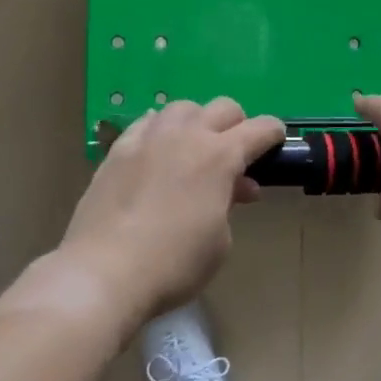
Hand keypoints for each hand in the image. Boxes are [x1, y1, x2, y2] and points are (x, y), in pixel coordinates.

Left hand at [58, 98, 284, 326]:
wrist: (104, 272)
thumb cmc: (174, 263)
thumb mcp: (220, 241)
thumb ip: (229, 204)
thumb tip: (230, 189)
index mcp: (219, 156)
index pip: (259, 129)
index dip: (273, 134)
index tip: (276, 143)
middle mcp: (186, 135)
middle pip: (223, 108)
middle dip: (237, 125)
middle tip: (235, 154)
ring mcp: (148, 138)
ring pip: (182, 109)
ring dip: (197, 123)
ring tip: (193, 151)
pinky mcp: (118, 150)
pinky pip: (147, 124)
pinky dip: (161, 133)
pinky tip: (157, 155)